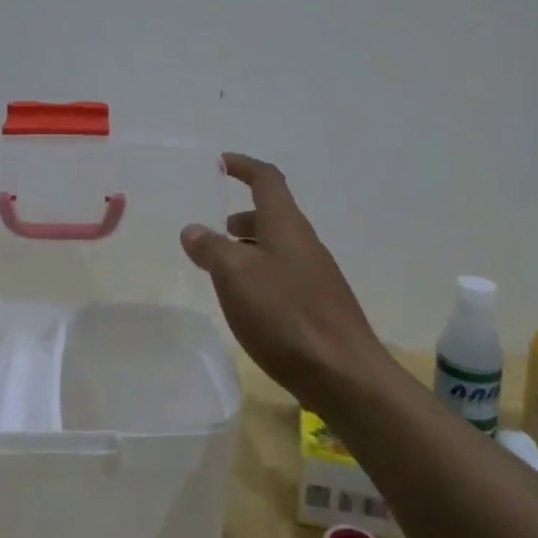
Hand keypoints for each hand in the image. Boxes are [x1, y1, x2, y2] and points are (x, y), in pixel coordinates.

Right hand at [181, 154, 387, 401]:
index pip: (267, 180)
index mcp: (286, 225)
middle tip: (212, 231)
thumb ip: (211, 247)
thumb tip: (193, 229)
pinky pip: (284, 274)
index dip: (244, 166)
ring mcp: (316, 275)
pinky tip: (248, 303)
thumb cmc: (285, 315)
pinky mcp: (320, 305)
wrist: (344, 374)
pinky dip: (260, 274)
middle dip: (242, 216)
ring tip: (222, 269)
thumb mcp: (236, 275)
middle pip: (272, 214)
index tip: (221, 163)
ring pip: (277, 246)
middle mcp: (305, 242)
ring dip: (249, 247)